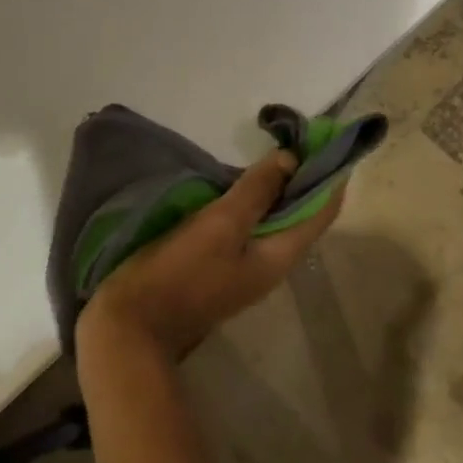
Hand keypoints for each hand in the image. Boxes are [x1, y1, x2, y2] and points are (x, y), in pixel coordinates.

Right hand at [76, 150, 342, 361]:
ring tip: (265, 150)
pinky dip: (248, 200)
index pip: (324, 210)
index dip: (330, 174)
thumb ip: (256, 192)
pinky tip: (231, 183)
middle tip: (290, 136)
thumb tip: (290, 160)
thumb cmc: (179, 273)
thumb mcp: (219, 226)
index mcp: (280, 256)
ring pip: (272, 219)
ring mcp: (244, 265)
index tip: (323, 136)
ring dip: (273, 187)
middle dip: (301, 175)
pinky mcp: (219, 263)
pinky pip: (246, 226)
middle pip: (300, 213)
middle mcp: (271, 261)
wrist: (133, 326)